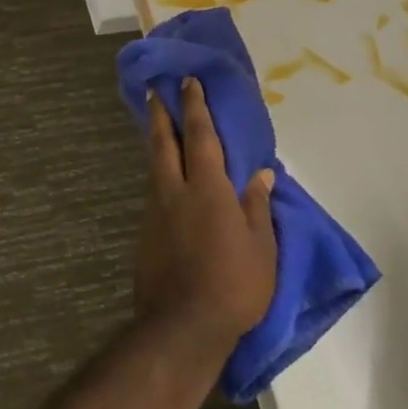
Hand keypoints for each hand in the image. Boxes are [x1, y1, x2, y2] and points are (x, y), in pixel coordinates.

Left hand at [133, 78, 277, 357]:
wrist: (183, 326)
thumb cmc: (234, 285)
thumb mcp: (262, 247)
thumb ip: (257, 206)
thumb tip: (261, 174)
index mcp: (208, 189)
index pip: (200, 136)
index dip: (194, 107)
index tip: (187, 82)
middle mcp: (175, 192)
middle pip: (163, 144)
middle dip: (160, 115)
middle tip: (154, 91)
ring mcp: (155, 213)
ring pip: (154, 168)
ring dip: (156, 144)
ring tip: (157, 129)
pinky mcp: (145, 235)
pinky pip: (153, 194)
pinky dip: (158, 176)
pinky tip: (164, 182)